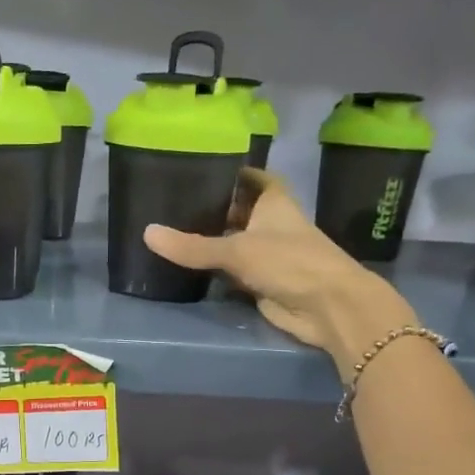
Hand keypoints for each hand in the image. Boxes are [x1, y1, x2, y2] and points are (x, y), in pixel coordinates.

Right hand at [143, 170, 417, 373]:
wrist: (328, 308)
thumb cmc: (290, 262)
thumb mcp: (237, 250)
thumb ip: (192, 246)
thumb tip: (146, 233)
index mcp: (272, 202)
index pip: (252, 178)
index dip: (231, 171)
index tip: (201, 166)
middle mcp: (270, 224)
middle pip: (238, 210)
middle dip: (211, 207)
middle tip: (171, 200)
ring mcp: (266, 255)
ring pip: (232, 242)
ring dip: (210, 239)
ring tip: (169, 228)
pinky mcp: (260, 282)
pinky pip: (230, 271)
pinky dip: (212, 269)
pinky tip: (184, 264)